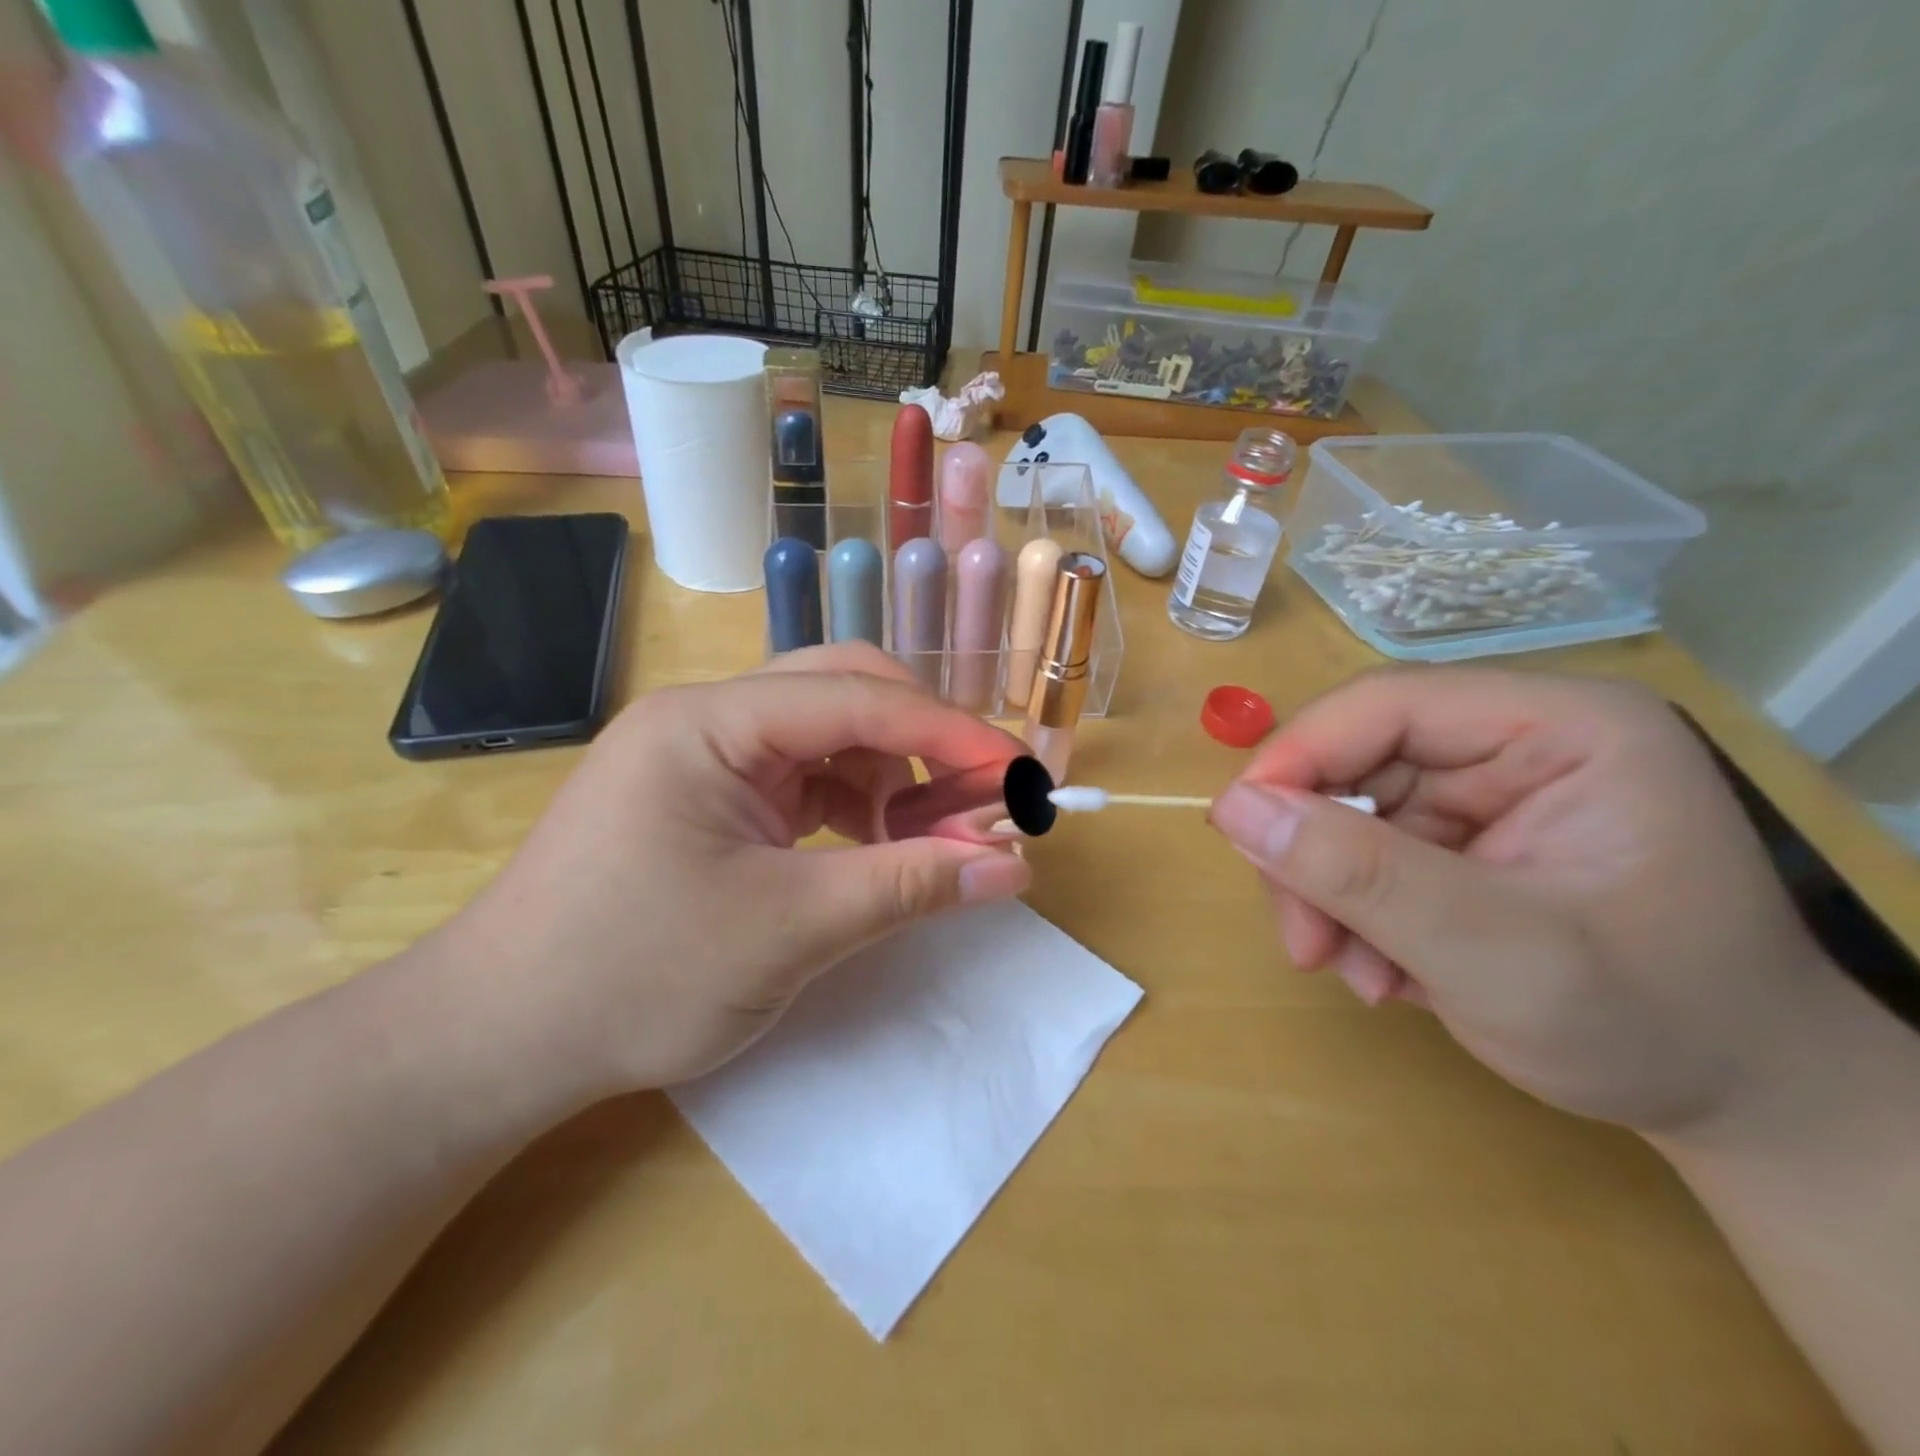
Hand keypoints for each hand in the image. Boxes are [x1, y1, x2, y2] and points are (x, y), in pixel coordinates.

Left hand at [432, 643, 1032, 1099]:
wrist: (496, 1041)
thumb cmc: (635, 978)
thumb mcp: (790, 931)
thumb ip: (909, 886)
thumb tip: (1014, 867)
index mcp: (711, 721)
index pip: (858, 699)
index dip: (950, 733)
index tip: (1020, 777)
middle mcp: (707, 716)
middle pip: (843, 690)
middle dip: (921, 740)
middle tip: (976, 800)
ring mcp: (704, 754)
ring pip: (828, 733)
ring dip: (890, 775)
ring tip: (926, 839)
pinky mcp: (708, 795)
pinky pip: (802, 775)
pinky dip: (854, 803)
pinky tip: (873, 846)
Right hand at [1209, 669, 1835, 1133]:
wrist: (1740, 1109)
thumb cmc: (1653, 1026)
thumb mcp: (1495, 954)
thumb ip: (1360, 874)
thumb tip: (1230, 807)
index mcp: (1560, 727)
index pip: (1388, 703)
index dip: (1299, 756)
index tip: (1239, 831)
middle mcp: (1517, 743)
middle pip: (1358, 763)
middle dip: (1316, 856)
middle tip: (1305, 944)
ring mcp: (1487, 793)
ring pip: (1348, 814)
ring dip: (1330, 896)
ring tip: (1355, 975)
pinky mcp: (1464, 839)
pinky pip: (1367, 853)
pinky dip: (1353, 913)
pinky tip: (1382, 973)